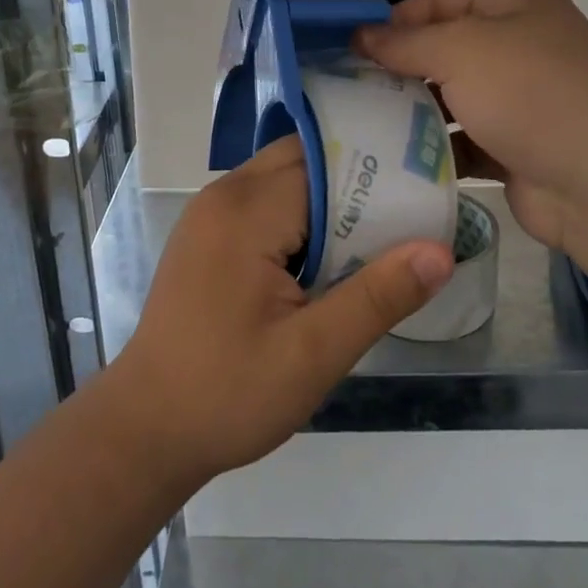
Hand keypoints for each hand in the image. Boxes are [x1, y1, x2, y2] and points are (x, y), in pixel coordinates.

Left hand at [105, 136, 453, 485]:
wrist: (146, 429)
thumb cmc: (228, 393)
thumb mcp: (313, 354)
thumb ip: (378, 297)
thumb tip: (440, 251)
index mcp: (247, 210)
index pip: (325, 160)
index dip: (377, 170)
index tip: (426, 185)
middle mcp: (225, 195)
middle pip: (304, 157)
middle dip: (358, 177)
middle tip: (414, 205)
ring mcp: (211, 213)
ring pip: (285, 177)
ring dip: (331, 197)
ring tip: (385, 227)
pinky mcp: (208, 235)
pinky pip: (266, 201)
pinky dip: (304, 214)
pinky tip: (333, 251)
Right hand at [356, 0, 587, 256]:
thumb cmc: (530, 93)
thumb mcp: (461, 50)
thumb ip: (404, 42)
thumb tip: (360, 35)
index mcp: (517, 3)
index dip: (398, 19)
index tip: (353, 47)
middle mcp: (521, 43)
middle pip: (445, 48)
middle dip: (401, 68)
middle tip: (351, 88)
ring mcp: (520, 97)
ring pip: (452, 96)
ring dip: (413, 110)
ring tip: (363, 124)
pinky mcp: (515, 145)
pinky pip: (463, 139)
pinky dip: (434, 148)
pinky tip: (395, 159)